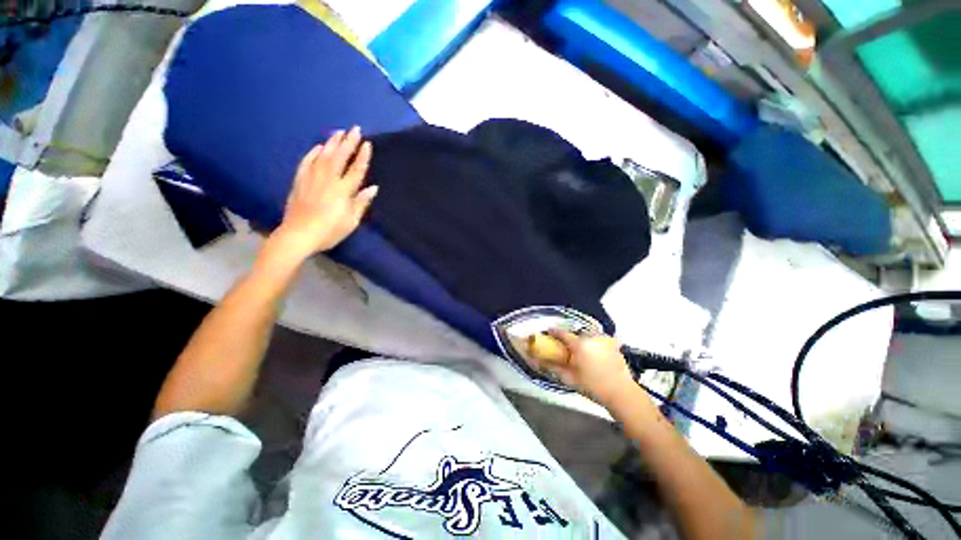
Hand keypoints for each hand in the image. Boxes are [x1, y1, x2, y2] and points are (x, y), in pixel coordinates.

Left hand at [267, 126, 376, 263]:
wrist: (299, 235)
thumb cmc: (330, 231)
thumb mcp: (351, 221)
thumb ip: (361, 203)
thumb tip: (372, 188)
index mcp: (343, 191)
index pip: (356, 170)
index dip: (362, 157)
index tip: (367, 144)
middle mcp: (328, 180)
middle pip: (340, 157)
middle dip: (348, 142)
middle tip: (354, 129)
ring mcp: (312, 179)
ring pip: (323, 156)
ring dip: (332, 143)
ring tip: (339, 132)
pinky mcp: (299, 181)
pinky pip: (306, 163)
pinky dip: (313, 153)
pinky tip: (318, 147)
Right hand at [529, 330, 636, 406]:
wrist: (621, 394)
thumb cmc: (592, 386)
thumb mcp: (568, 378)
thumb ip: (551, 367)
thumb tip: (534, 360)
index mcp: (579, 344)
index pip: (561, 333)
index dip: (553, 332)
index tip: (548, 333)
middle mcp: (591, 337)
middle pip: (576, 334)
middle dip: (570, 339)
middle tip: (567, 349)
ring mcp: (604, 339)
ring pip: (588, 335)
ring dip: (583, 341)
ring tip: (583, 353)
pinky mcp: (614, 344)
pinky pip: (600, 340)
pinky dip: (596, 344)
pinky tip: (597, 355)